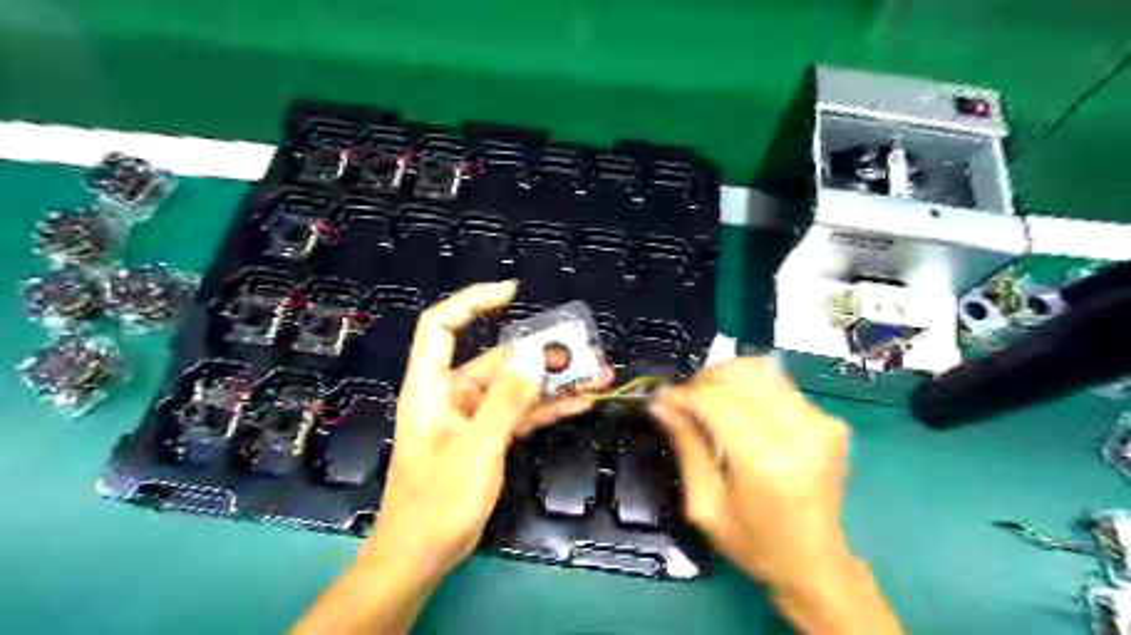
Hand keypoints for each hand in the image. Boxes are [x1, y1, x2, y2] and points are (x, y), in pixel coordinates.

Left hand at [361, 281, 610, 580]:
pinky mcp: (489, 438)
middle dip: (537, 352)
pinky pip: (521, 413)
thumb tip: (533, 353)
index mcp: (431, 387)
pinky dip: (548, 408)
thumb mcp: (477, 446)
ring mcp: (473, 417)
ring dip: (551, 381)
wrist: (423, 556)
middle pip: (494, 359)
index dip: (472, 302)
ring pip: (515, 388)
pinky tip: (581, 402)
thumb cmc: (438, 500)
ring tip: (594, 373)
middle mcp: (452, 395)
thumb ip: (506, 399)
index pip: (441, 326)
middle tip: (579, 346)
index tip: (512, 293)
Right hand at [645, 357, 847, 589]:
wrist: (816, 564)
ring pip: (758, 371)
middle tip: (682, 401)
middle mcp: (799, 432)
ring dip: (724, 379)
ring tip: (706, 401)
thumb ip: (685, 445)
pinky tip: (737, 409)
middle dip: (701, 381)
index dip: (682, 393)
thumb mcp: (705, 503)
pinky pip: (779, 384)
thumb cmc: (753, 543)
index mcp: (765, 461)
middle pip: (738, 377)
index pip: (714, 400)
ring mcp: (820, 422)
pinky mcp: (829, 421)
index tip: (660, 399)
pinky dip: (749, 387)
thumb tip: (659, 403)